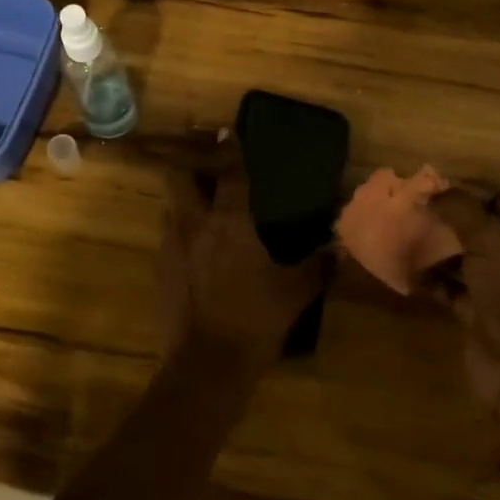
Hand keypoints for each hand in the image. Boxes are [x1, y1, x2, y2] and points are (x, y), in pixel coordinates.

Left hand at [156, 140, 327, 373]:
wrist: (205, 367)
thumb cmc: (255, 321)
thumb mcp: (295, 293)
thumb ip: (319, 266)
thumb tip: (340, 248)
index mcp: (229, 222)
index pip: (229, 172)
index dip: (231, 148)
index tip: (230, 131)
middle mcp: (194, 223)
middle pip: (178, 175)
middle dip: (191, 163)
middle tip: (209, 166)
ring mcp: (171, 245)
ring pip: (169, 204)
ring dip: (184, 197)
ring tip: (204, 205)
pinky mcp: (159, 269)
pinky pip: (168, 235)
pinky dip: (181, 230)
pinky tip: (198, 247)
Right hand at [426, 191, 499, 436]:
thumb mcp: (491, 241)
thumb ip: (460, 210)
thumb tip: (430, 192)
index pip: (496, 199)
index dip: (463, 189)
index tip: (425, 186)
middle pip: (474, 228)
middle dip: (441, 218)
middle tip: (406, 208)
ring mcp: (496, 287)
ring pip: (459, 257)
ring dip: (431, 247)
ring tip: (399, 234)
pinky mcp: (476, 313)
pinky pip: (447, 287)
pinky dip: (428, 278)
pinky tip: (403, 268)